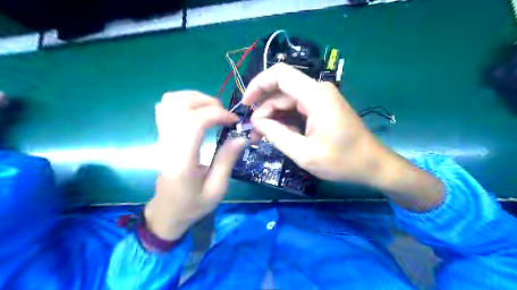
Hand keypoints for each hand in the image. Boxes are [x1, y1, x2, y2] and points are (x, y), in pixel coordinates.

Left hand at [142, 92, 244, 240]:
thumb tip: (242, 137)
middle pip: (179, 104)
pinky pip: (166, 107)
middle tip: (224, 115)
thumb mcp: (216, 189)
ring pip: (171, 101)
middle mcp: (168, 144)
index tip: (234, 121)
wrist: (166, 212)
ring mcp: (162, 138)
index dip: (216, 114)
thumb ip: (227, 161)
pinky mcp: (162, 136)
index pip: (193, 122)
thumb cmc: (192, 205)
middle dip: (207, 102)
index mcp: (182, 160)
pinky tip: (198, 112)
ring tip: (213, 110)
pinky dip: (184, 102)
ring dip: (196, 98)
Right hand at [243, 63, 382, 183]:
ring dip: (273, 117)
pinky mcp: (322, 109)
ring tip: (262, 137)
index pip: (279, 75)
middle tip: (253, 133)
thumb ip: (277, 135)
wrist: (373, 165)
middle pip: (281, 91)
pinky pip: (296, 109)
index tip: (245, 105)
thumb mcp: (304, 153)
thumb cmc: (343, 161)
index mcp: (315, 96)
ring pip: (287, 101)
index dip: (257, 85)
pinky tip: (278, 135)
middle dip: (264, 110)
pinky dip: (285, 120)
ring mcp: (320, 99)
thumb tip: (256, 122)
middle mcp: (317, 91)